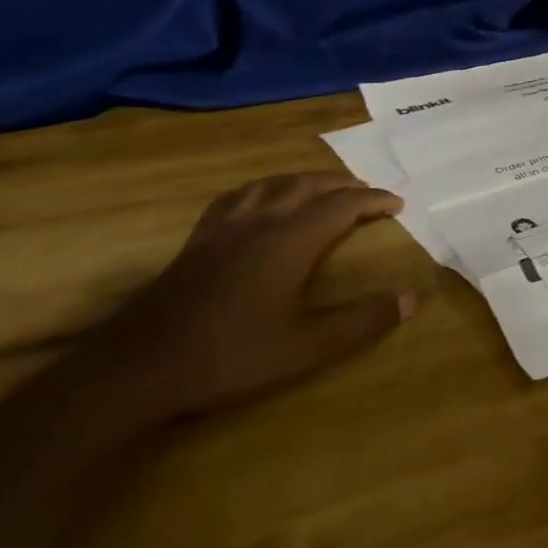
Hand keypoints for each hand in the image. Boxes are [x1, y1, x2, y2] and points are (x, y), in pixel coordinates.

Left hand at [81, 173, 415, 426]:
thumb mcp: (304, 349)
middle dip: (345, 183)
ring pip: (275, 184)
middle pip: (311, 185)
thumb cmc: (228, 357)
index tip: (397, 203)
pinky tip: (262, 197)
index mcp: (292, 240)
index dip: (374, 200)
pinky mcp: (199, 238)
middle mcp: (263, 221)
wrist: (137, 368)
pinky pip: (240, 195)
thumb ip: (360, 324)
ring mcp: (226, 226)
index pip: (343, 205)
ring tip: (324, 186)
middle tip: (368, 191)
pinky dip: (265, 187)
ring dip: (307, 179)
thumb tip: (411, 299)